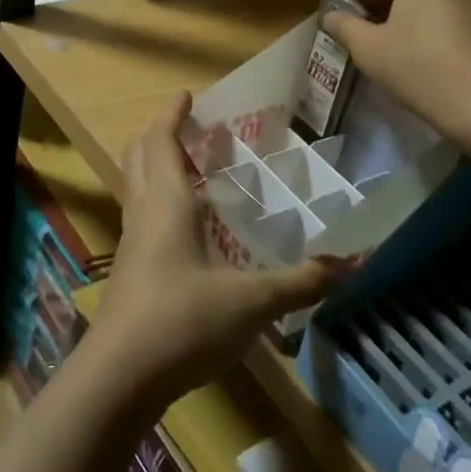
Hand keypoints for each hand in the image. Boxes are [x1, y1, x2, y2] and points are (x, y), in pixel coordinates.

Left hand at [91, 93, 348, 408]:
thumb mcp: (250, 302)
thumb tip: (351, 262)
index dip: (172, 114)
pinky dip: (156, 201)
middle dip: (159, 134)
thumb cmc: (182, 321)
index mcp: (166, 201)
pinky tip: (185, 227)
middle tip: (189, 129)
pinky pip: (140, 215)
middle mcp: (142, 211)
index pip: (161, 140)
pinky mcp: (128, 271)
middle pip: (139, 155)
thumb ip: (300, 283)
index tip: (187, 95)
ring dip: (155, 166)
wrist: (119, 377)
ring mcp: (130, 242)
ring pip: (135, 185)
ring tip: (189, 169)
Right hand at [322, 0, 470, 161]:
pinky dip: (463, 28)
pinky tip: (454, 60)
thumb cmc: (423, 68)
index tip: (358, 34)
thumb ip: (345, 26)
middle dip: (401, 8)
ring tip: (422, 53)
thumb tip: (329, 16)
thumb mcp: (369, 49)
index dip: (364, 9)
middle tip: (388, 44)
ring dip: (434, 16)